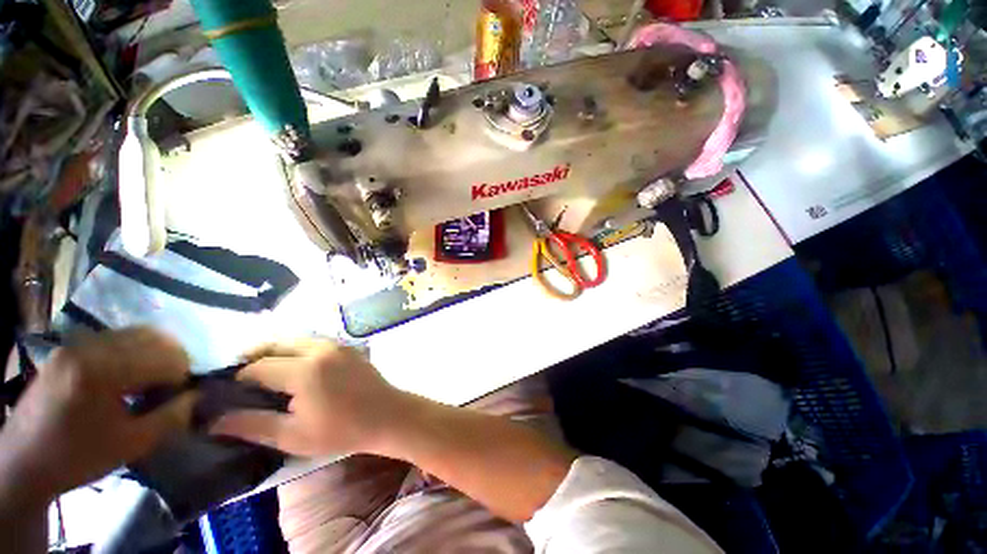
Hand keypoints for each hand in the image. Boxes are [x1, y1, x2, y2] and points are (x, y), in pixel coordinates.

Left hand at [0, 328, 196, 506]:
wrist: (24, 461)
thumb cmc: (78, 457)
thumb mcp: (131, 445)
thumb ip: (171, 417)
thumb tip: (197, 396)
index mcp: (101, 371)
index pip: (165, 358)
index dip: (181, 376)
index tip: (179, 397)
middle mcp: (88, 347)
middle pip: (152, 338)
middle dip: (171, 360)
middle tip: (169, 387)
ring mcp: (75, 344)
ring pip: (135, 334)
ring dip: (153, 353)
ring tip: (149, 380)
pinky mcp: (68, 348)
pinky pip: (114, 339)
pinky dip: (132, 351)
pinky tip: (127, 375)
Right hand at [210, 339, 406, 456]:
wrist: (387, 415)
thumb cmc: (342, 431)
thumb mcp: (293, 436)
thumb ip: (252, 425)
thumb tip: (213, 421)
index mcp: (305, 370)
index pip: (259, 367)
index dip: (238, 379)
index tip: (227, 393)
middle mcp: (320, 348)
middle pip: (275, 344)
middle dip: (253, 358)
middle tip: (240, 380)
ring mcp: (337, 344)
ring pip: (295, 340)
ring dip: (274, 351)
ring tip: (263, 374)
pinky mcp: (347, 346)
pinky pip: (313, 341)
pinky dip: (295, 349)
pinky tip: (292, 367)